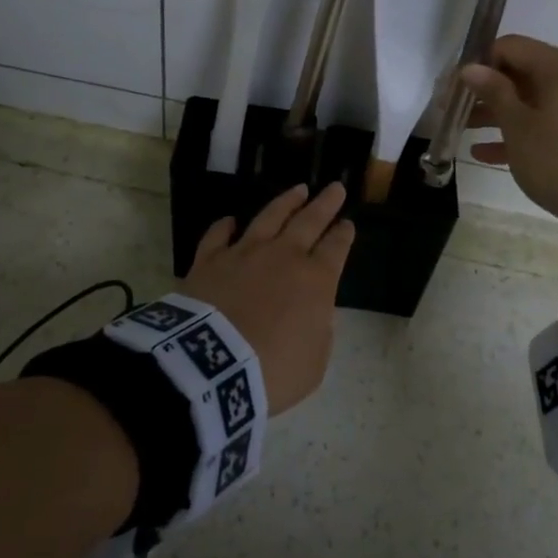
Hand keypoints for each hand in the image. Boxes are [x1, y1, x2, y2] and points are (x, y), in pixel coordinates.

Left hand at [178, 183, 355, 413]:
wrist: (214, 366)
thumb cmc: (274, 370)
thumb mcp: (314, 361)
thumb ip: (318, 331)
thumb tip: (313, 311)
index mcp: (316, 280)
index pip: (336, 248)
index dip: (344, 234)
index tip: (348, 224)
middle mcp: (283, 256)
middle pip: (309, 221)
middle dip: (325, 204)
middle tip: (335, 187)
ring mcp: (244, 253)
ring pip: (269, 217)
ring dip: (286, 202)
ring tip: (298, 189)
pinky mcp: (209, 260)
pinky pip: (218, 235)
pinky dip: (225, 225)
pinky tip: (230, 220)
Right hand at [461, 35, 557, 226]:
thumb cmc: (557, 157)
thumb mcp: (518, 126)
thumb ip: (493, 92)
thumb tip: (471, 67)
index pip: (509, 47)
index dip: (478, 63)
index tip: (454, 87)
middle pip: (518, 73)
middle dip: (484, 91)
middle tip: (452, 109)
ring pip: (528, 100)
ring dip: (495, 113)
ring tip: (462, 130)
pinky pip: (543, 122)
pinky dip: (517, 132)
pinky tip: (483, 153)